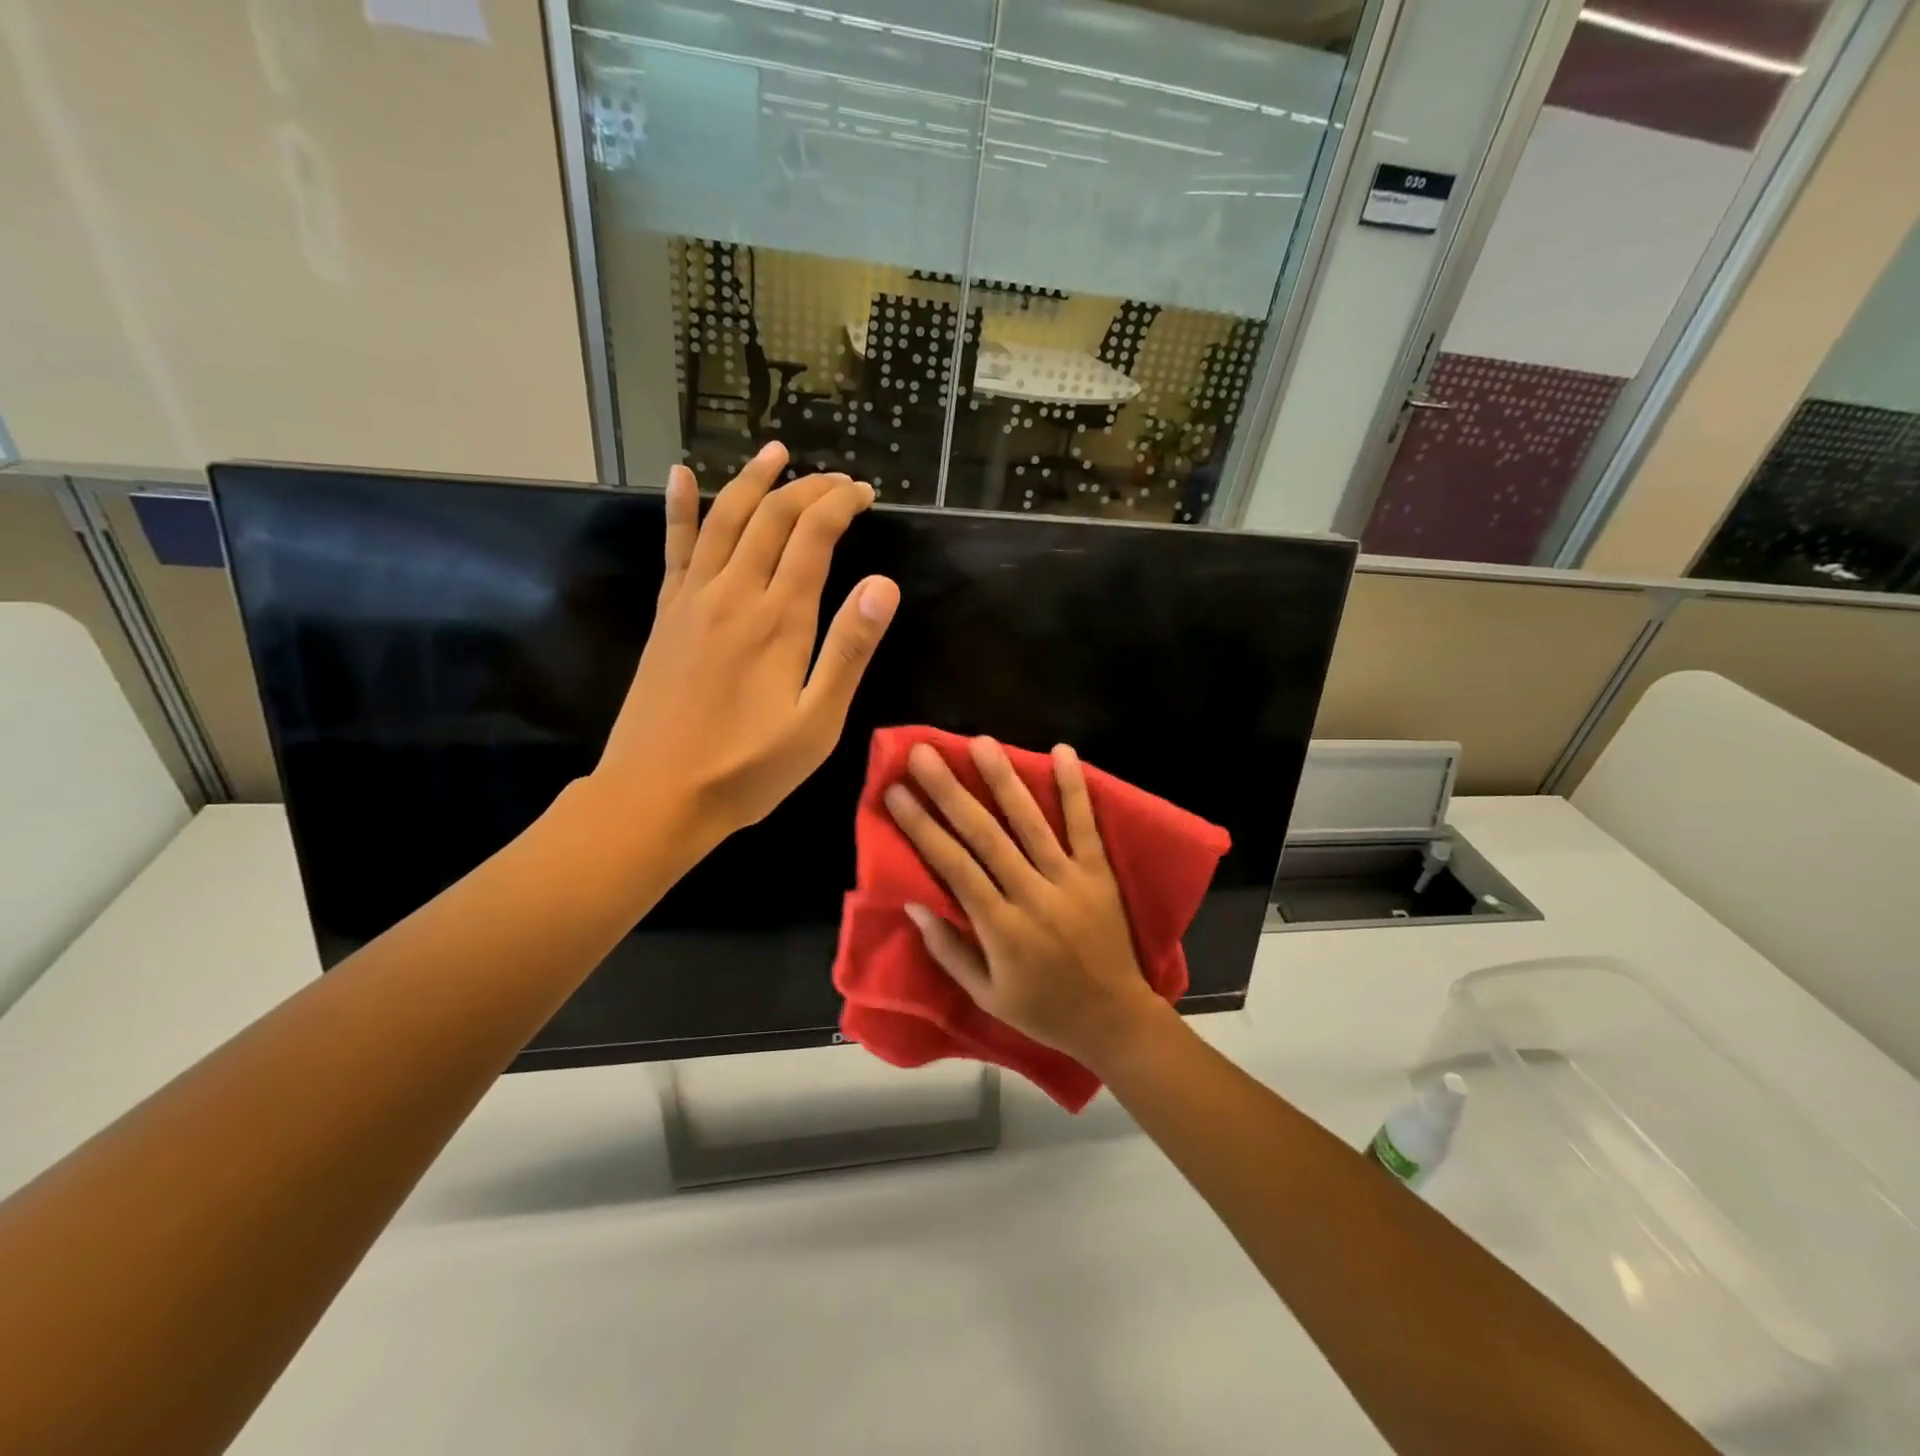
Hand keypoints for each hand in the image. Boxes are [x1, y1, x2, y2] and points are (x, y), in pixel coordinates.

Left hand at [592, 442, 898, 850]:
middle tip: (839, 479)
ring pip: (725, 519)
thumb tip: (884, 585)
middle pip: (772, 517)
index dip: (841, 505)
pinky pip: (674, 548)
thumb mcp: (817, 722)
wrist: (656, 795)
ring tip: (776, 452)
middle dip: (809, 489)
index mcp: (779, 619)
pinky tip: (682, 475)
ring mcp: (693, 600)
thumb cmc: (747, 769)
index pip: (814, 536)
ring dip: (753, 481)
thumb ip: (849, 650)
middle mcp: (734, 593)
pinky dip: (680, 507)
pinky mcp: (667, 615)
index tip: (865, 494)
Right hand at [883, 737, 1168, 1068]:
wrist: (1114, 1020)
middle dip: (951, 791)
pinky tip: (1063, 752)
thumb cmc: (1042, 1010)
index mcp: (1001, 928)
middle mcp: (1032, 895)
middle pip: (985, 835)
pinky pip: (1086, 825)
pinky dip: (1075, 788)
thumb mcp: (986, 995)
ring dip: (1004, 780)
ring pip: (1031, 822)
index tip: (896, 793)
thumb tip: (914, 902)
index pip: (953, 867)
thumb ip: (949, 949)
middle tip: (923, 754)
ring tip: (980, 742)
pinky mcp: (1100, 873)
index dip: (922, 827)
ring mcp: (1069, 880)